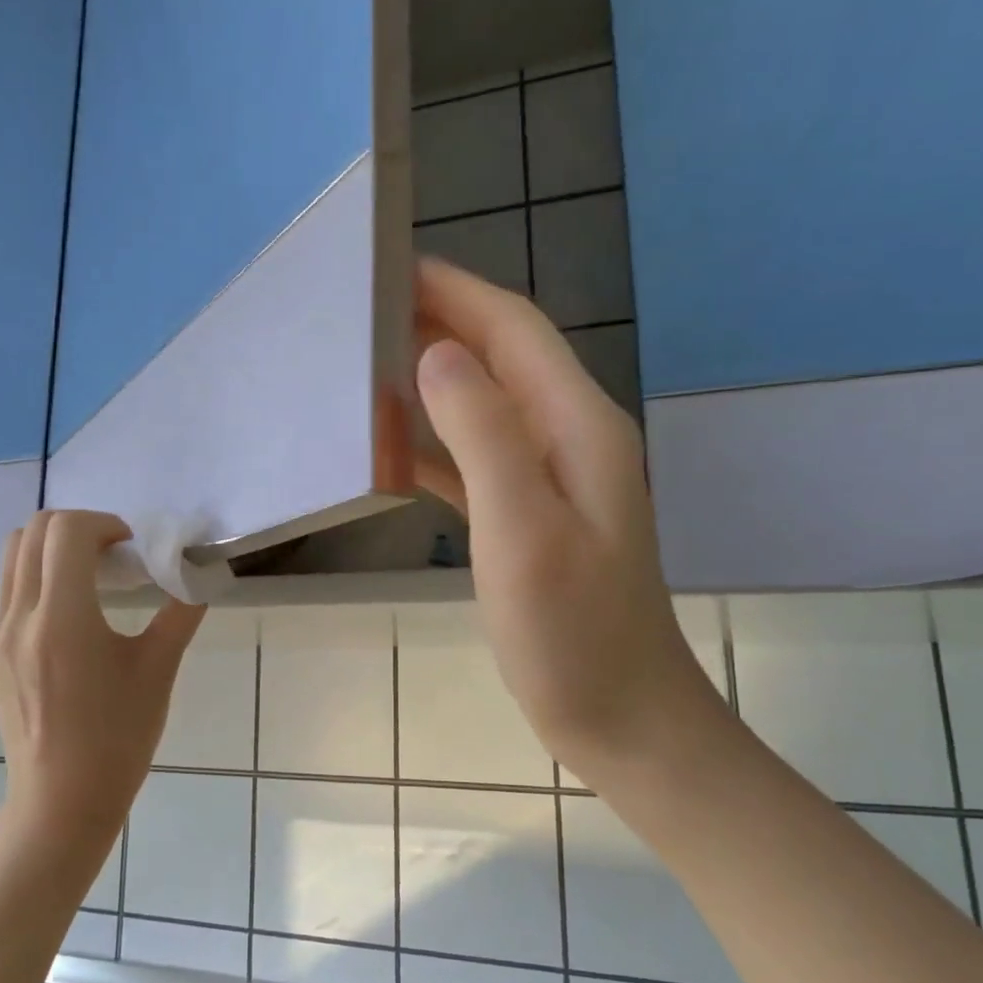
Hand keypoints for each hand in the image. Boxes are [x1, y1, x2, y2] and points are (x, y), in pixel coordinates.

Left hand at [0, 511, 205, 843]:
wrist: (61, 800)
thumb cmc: (117, 738)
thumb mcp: (158, 671)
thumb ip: (181, 612)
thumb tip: (201, 574)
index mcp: (62, 619)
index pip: (66, 530)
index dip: (104, 523)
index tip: (132, 548)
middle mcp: (20, 617)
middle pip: (34, 530)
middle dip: (79, 526)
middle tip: (114, 555)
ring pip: (13, 554)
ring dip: (53, 546)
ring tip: (91, 577)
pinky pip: (9, 587)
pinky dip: (39, 574)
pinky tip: (72, 612)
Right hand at [413, 257, 716, 775]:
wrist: (620, 717)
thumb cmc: (571, 634)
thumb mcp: (524, 531)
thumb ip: (485, 436)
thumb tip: (438, 355)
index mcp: (575, 426)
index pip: (512, 330)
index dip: (455, 291)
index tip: (389, 264)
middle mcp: (568, 437)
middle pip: (499, 357)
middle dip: (438, 322)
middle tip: (362, 310)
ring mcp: (551, 479)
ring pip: (483, 404)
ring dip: (432, 378)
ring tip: (365, 365)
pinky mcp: (530, 516)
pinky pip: (476, 457)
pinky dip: (435, 441)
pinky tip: (391, 447)